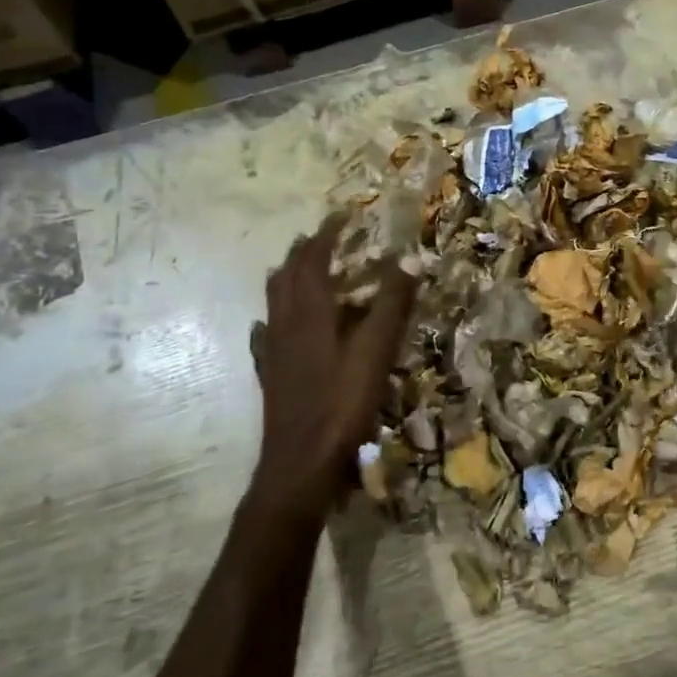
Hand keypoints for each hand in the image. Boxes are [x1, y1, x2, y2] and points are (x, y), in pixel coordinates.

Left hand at [250, 216, 417, 518]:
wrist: (300, 462)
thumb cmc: (342, 404)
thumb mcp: (376, 351)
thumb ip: (392, 304)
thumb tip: (410, 257)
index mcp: (310, 312)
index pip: (314, 258)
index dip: (328, 233)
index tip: (344, 213)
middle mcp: (285, 323)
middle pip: (287, 275)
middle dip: (305, 251)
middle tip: (325, 237)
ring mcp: (273, 350)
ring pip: (274, 301)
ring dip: (289, 277)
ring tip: (304, 270)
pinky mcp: (270, 374)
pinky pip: (266, 335)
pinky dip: (274, 318)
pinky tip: (273, 326)